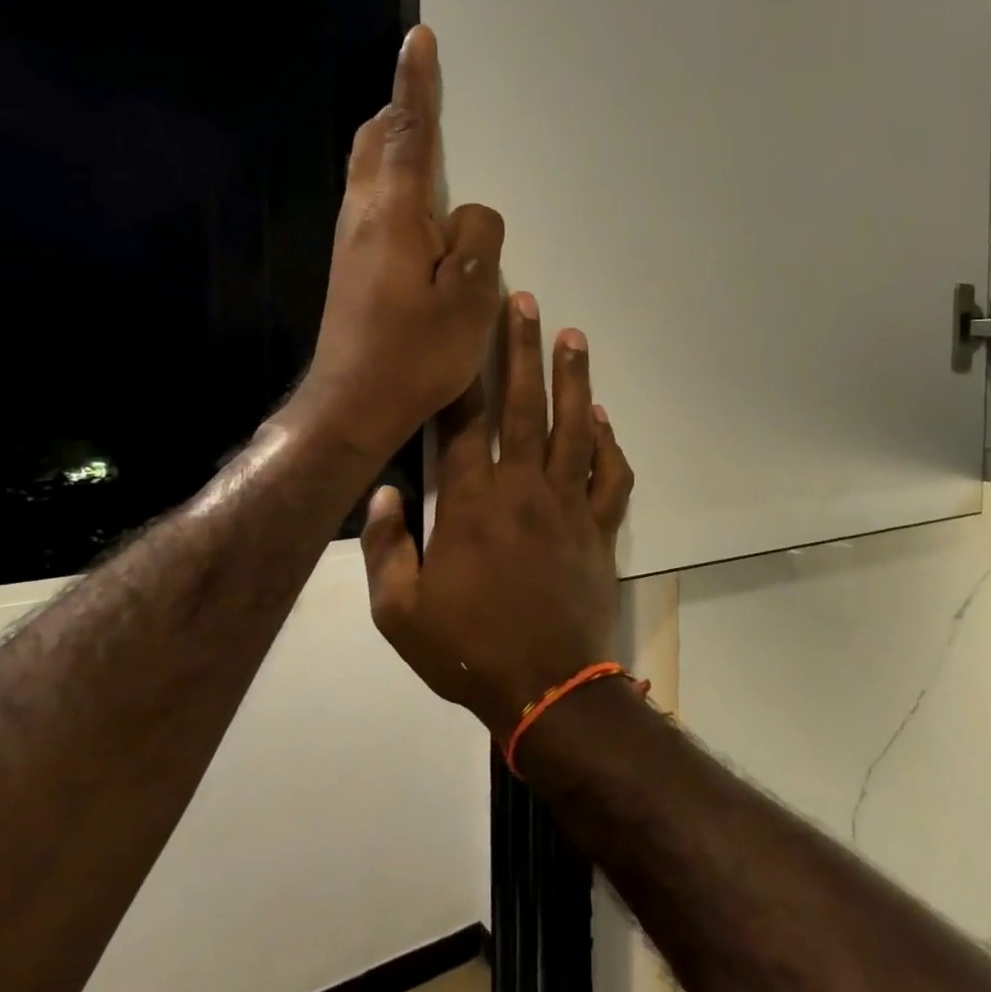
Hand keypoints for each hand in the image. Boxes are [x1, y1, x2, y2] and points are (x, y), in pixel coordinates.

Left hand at [298, 26, 503, 457]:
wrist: (353, 402)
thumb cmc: (415, 354)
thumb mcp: (469, 299)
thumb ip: (478, 240)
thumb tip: (469, 214)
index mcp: (393, 214)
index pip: (407, 131)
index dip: (416, 83)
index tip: (419, 37)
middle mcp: (363, 215)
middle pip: (375, 140)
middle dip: (400, 108)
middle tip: (429, 93)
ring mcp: (351, 241)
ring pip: (370, 171)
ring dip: (396, 146)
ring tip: (433, 148)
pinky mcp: (351, 265)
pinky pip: (374, 202)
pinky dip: (395, 183)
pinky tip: (422, 212)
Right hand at [361, 293, 634, 738]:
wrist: (546, 689)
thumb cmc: (469, 650)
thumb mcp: (399, 612)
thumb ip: (384, 548)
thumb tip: (380, 494)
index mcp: (471, 503)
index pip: (463, 423)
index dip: (462, 372)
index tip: (463, 330)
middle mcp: (521, 489)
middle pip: (523, 405)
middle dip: (522, 349)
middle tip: (526, 302)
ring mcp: (567, 505)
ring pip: (573, 427)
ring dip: (573, 379)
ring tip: (573, 335)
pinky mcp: (598, 528)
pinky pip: (610, 476)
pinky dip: (610, 444)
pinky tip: (605, 418)